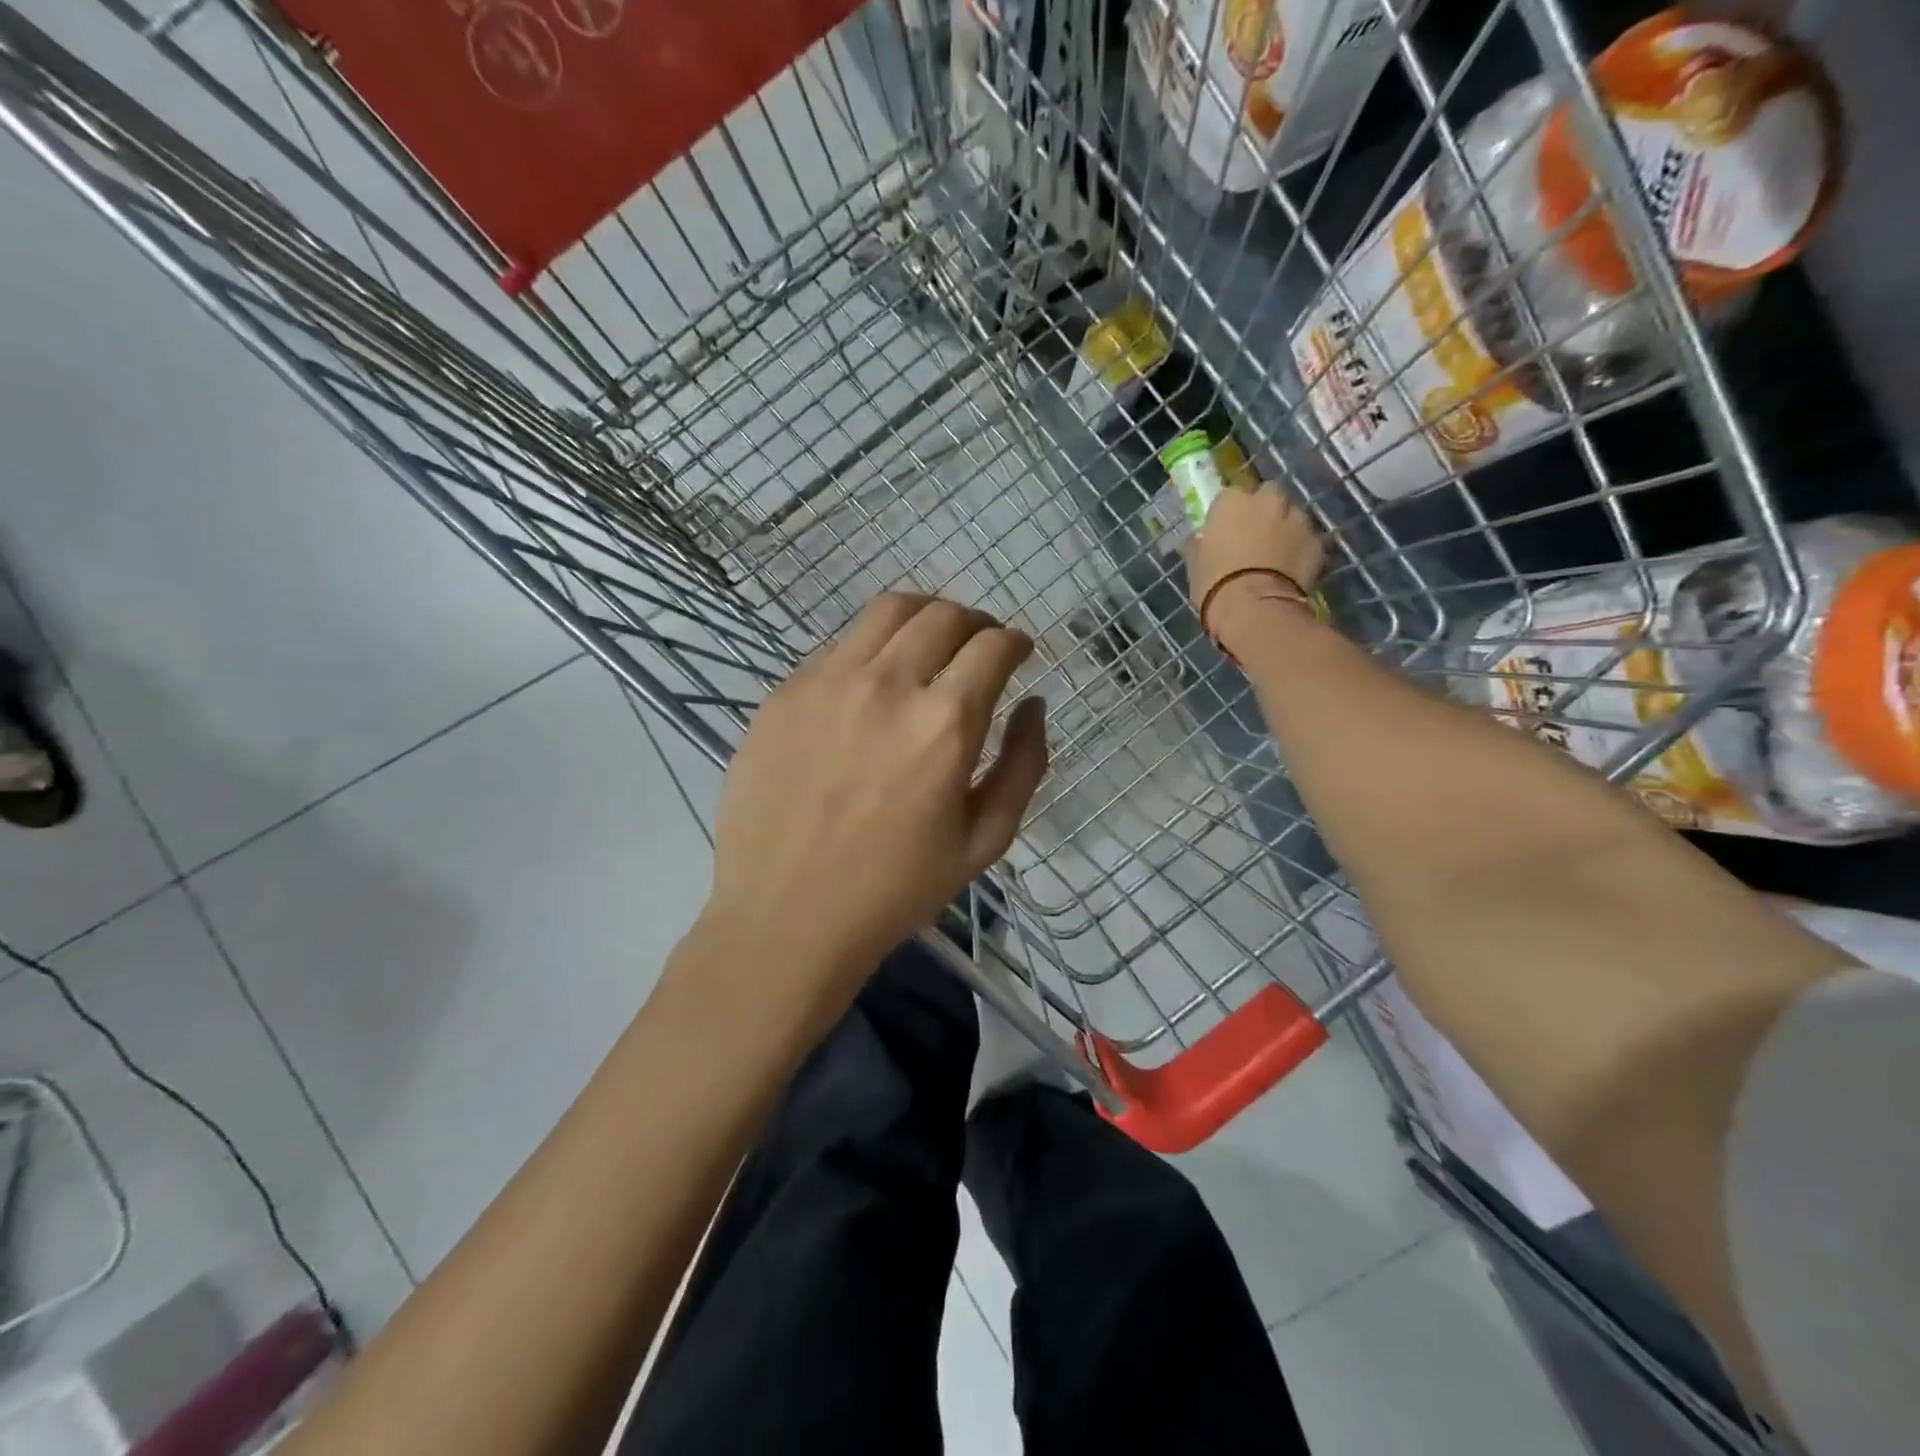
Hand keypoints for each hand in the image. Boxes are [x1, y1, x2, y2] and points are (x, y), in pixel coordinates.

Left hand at [701, 593, 1048, 1018]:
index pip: (993, 646)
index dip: (1014, 642)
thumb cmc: (895, 890)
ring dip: (924, 617)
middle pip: (944, 614)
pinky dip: (872, 649)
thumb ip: (1023, 764)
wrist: (786, 917)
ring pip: (887, 610)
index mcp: (944, 723)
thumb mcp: (985, 841)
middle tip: (979, 647)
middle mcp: (887, 684)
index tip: (1017, 653)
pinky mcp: (784, 693)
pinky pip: (839, 646)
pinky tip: (871, 685)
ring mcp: (827, 681)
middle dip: (975, 622)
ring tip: (929, 643)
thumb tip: (1032, 704)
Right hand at [1186, 483, 1325, 655]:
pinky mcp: (1318, 542)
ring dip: (1285, 529)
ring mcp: (1298, 519)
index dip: (1230, 514)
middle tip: (1255, 537)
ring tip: (1276, 557)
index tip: (1226, 531)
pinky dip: (1301, 550)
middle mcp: (1268, 500)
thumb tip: (1203, 538)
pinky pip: (1307, 541)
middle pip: (1269, 495)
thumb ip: (1202, 542)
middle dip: (1264, 511)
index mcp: (1233, 501)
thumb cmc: (1215, 583)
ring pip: (1292, 516)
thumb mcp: (1195, 561)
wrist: (1254, 609)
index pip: (1231, 496)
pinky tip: (1291, 571)